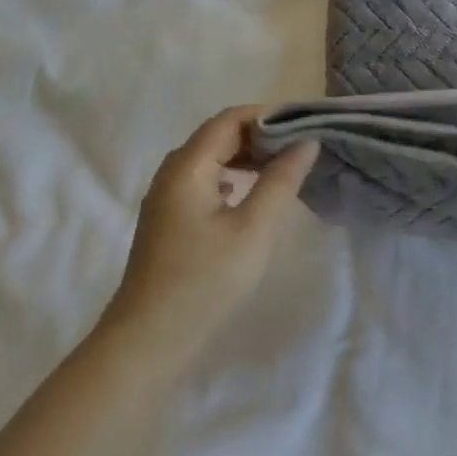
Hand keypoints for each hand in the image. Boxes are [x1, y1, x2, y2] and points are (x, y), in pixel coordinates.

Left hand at [96, 106, 317, 377]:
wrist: (150, 339)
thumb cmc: (206, 279)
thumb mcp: (255, 228)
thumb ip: (282, 180)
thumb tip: (306, 141)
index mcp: (187, 167)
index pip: (229, 119)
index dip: (268, 116)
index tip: (306, 125)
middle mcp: (172, 174)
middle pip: (218, 136)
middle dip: (261, 135)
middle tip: (302, 147)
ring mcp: (167, 198)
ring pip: (212, 159)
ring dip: (248, 157)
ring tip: (285, 168)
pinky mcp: (170, 220)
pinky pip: (205, 181)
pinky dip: (234, 177)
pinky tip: (253, 195)